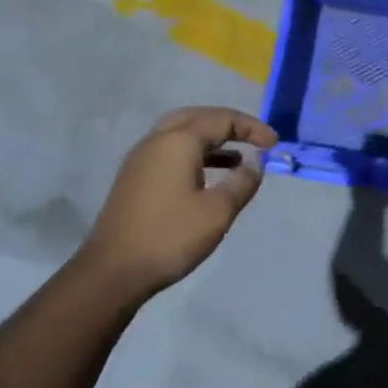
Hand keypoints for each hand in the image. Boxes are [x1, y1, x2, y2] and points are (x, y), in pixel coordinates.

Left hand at [75, 107, 278, 302]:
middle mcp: (157, 140)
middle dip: (229, 125)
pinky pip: (170, 150)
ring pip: (181, 133)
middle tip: (254, 139)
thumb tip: (255, 162)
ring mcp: (141, 158)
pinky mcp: (135, 176)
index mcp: (178, 141)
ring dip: (211, 139)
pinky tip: (208, 175)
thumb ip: (242, 183)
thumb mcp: (217, 212)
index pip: (221, 120)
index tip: (274, 144)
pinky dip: (194, 153)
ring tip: (238, 158)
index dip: (251, 128)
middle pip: (198, 117)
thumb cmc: (170, 237)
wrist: (113, 270)